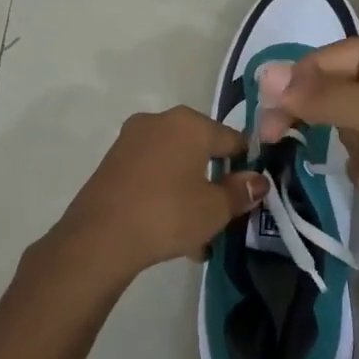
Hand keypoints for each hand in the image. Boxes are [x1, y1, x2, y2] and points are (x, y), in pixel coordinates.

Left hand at [36, 106, 268, 289]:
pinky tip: (170, 231)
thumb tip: (258, 180)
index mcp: (189, 123)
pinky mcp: (112, 161)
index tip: (250, 192)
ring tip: (197, 236)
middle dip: (213, 183)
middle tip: (223, 217)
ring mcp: (131, 140)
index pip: (231, 138)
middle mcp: (159, 121)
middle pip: (200, 150)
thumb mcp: (214, 209)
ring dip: (189, 194)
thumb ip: (240, 192)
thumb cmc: (167, 214)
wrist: (100, 236)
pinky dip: (164, 195)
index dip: (245, 164)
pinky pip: (151, 174)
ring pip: (174, 165)